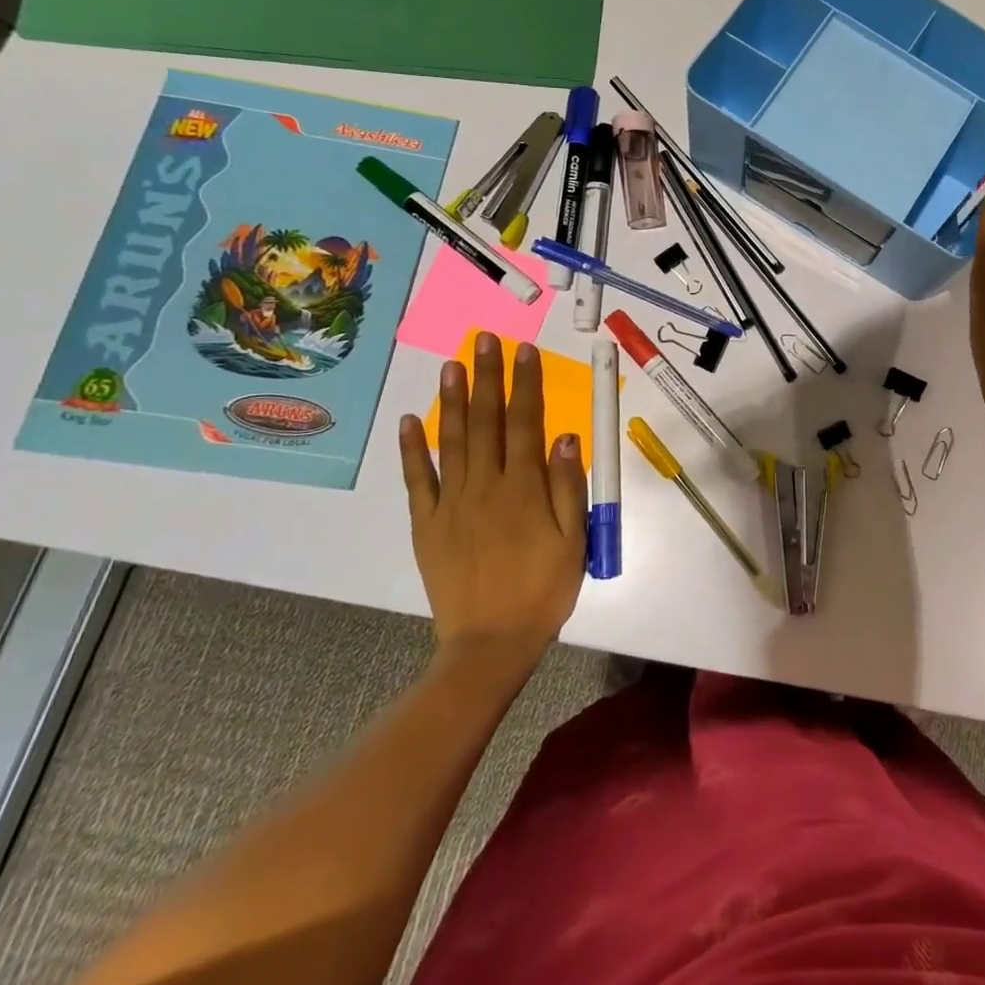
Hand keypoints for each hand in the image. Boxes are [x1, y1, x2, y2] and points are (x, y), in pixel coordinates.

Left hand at [398, 336, 586, 666]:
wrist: (490, 644)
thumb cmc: (543, 590)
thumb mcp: (574, 540)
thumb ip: (569, 486)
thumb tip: (565, 437)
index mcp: (524, 488)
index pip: (525, 422)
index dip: (525, 384)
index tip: (524, 351)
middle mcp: (485, 485)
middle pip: (485, 421)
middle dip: (486, 377)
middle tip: (483, 340)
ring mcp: (451, 503)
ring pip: (451, 441)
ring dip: (451, 400)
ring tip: (450, 365)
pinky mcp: (427, 524)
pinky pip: (418, 480)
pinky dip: (412, 449)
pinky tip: (410, 421)